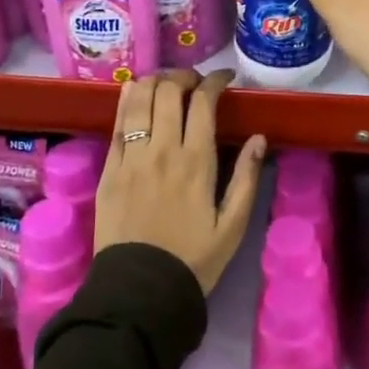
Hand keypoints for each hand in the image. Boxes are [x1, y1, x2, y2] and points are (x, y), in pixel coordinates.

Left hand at [93, 70, 266, 294]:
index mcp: (196, 162)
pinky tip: (134, 95)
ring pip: (138, 99)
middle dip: (184, 76)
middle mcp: (162, 150)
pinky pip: (116, 124)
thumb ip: (247, 178)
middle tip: (194, 82)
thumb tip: (259, 138)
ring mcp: (130, 158)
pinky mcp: (108, 169)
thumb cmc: (194, 259)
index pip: (203, 102)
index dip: (214, 80)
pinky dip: (126, 102)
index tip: (224, 78)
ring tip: (165, 83)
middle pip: (168, 91)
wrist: (140, 292)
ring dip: (153, 81)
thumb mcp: (233, 225)